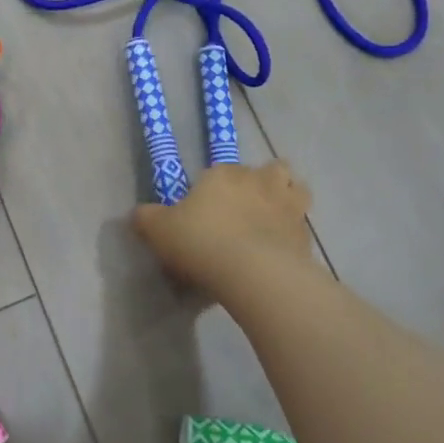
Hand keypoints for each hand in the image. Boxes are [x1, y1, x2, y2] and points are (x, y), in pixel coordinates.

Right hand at [132, 162, 313, 301]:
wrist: (254, 273)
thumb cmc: (201, 242)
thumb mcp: (159, 231)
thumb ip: (147, 219)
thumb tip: (138, 214)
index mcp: (223, 174)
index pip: (221, 170)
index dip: (215, 187)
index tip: (206, 209)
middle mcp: (259, 181)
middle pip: (268, 169)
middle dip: (261, 182)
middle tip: (246, 208)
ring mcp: (287, 205)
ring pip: (295, 187)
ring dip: (287, 197)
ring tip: (273, 219)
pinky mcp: (305, 233)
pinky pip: (302, 225)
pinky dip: (293, 233)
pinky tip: (281, 250)